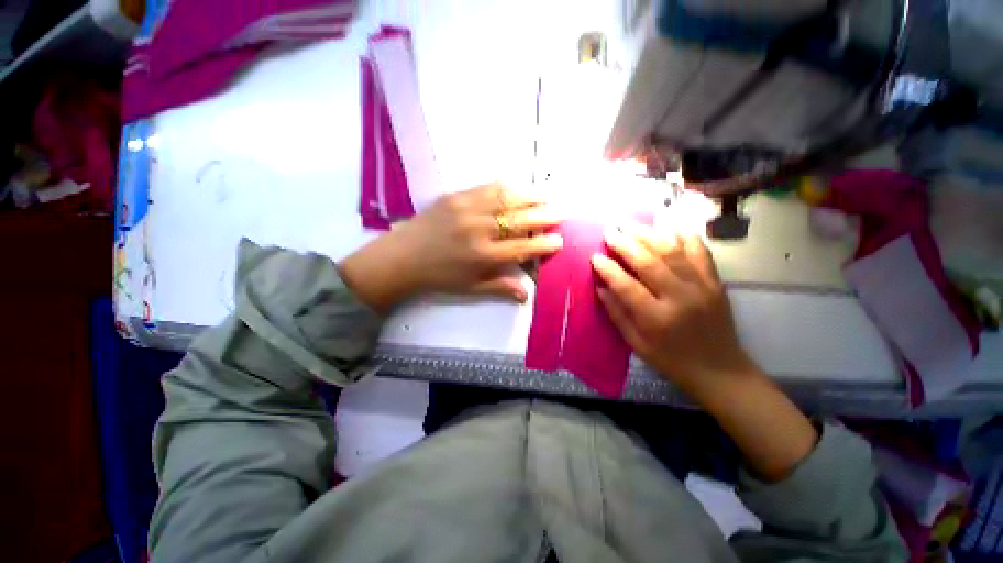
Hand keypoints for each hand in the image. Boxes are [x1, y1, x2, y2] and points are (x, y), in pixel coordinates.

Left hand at [339, 184, 562, 311]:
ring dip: (531, 195)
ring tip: (547, 195)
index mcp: (483, 256)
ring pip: (507, 197)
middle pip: (520, 219)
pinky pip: (488, 187)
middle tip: (562, 211)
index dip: (543, 244)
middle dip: (545, 215)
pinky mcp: (456, 195)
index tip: (559, 240)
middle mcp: (479, 229)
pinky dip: (508, 187)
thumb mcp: (470, 288)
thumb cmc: (439, 276)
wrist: (402, 257)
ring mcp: (467, 208)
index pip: (522, 247)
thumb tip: (527, 294)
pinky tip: (519, 188)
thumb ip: (500, 287)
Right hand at [595, 224, 818, 480]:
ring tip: (630, 224)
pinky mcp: (715, 281)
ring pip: (672, 251)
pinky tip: (669, 225)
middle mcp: (680, 298)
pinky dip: (685, 235)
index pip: (626, 286)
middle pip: (649, 262)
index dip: (608, 269)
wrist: (720, 369)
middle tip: (609, 232)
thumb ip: (617, 314)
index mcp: (656, 318)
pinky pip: (700, 251)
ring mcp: (702, 286)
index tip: (594, 256)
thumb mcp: (636, 344)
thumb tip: (600, 287)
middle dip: (625, 244)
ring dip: (648, 234)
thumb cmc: (671, 360)